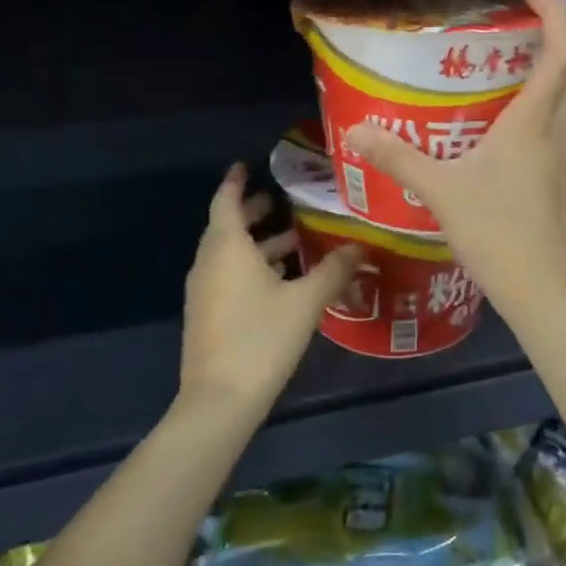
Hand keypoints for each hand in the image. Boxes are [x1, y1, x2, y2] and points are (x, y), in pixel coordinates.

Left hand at [181, 165, 361, 413]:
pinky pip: (228, 275)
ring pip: (229, 254)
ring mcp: (204, 291)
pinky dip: (251, 266)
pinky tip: (282, 280)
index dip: (235, 181)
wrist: (219, 400)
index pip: (225, 201)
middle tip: (283, 201)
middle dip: (253, 212)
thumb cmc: (261, 338)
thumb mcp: (306, 301)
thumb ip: (334, 269)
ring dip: (257, 243)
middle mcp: (209, 262)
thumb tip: (361, 245)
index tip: (247, 165)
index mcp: (227, 247)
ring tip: (294, 240)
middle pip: (227, 226)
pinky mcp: (207, 314)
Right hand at [344, 0, 565, 315]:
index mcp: (531, 122)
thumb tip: (357, 132)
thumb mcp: (440, 192)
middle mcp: (555, 129)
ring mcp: (564, 154)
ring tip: (565, 36)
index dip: (554, 13)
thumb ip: (399, 158)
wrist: (541, 287)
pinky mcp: (562, 176)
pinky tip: (546, 103)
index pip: (559, 53)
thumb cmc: (495, 232)